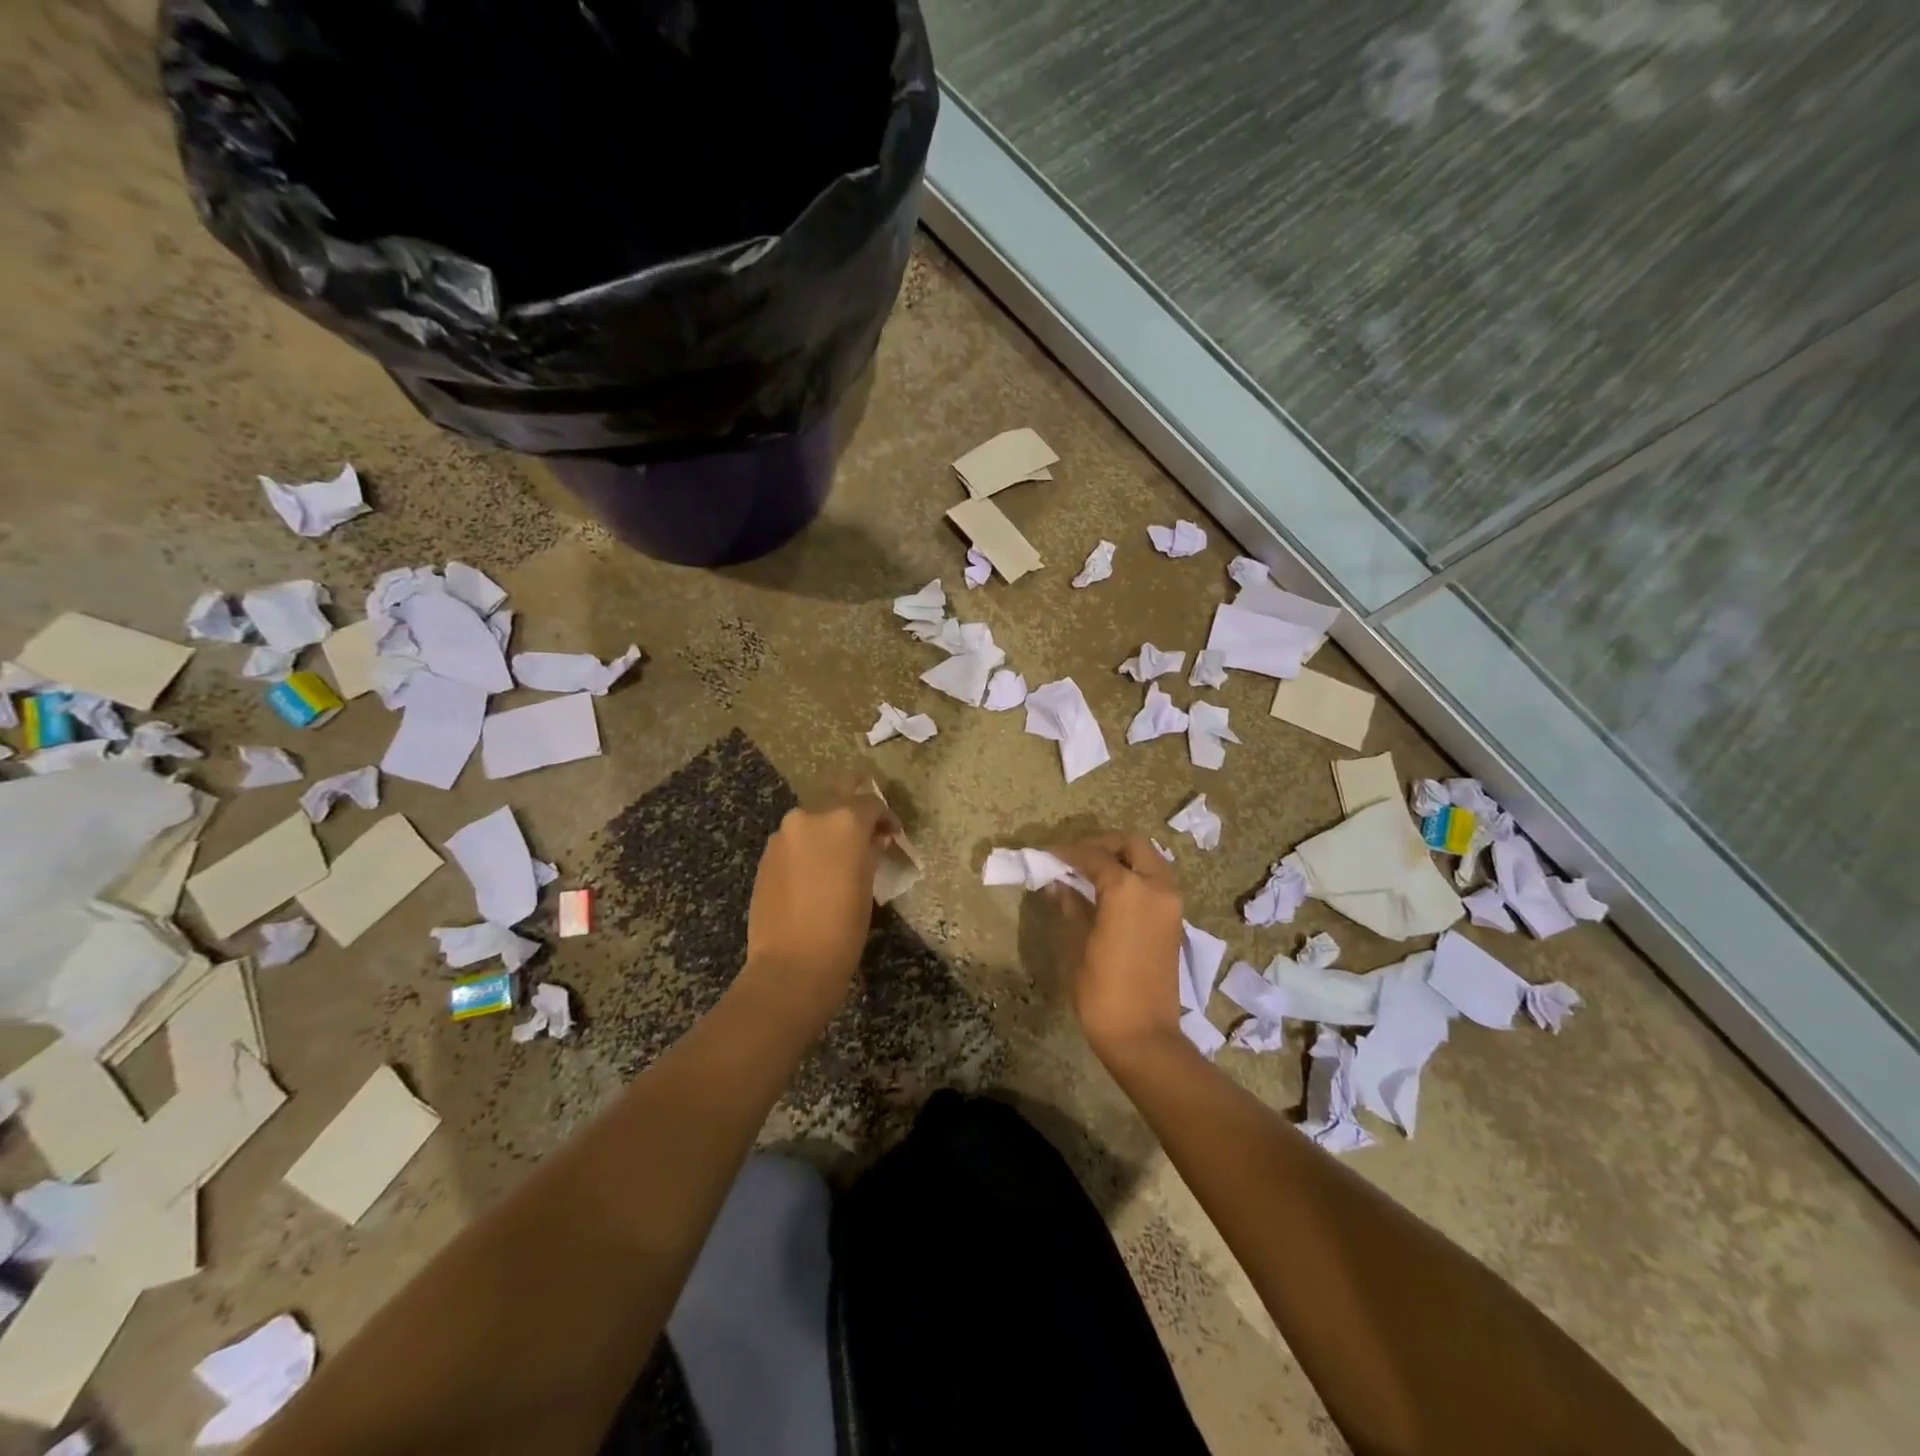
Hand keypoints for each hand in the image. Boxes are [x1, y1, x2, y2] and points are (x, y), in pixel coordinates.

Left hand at [742, 781, 898, 1022]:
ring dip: (828, 831)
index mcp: (844, 820)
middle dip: (853, 815)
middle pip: (837, 800)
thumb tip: (872, 839)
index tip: (891, 834)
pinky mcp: (766, 855)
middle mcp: (810, 817)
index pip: (870, 802)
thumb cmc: (843, 927)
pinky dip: (808, 848)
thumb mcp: (868, 885)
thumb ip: (869, 852)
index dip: (885, 817)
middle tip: (866, 836)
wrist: (792, 964)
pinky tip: (815, 873)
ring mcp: (783, 834)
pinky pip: (794, 840)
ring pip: (812, 821)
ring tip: (839, 858)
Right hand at [1050, 834, 1186, 1061]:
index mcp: (1128, 889)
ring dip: (1120, 857)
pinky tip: (1106, 891)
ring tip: (1088, 871)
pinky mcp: (1174, 920)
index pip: (1093, 856)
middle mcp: (1156, 887)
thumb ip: (1070, 906)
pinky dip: (1133, 874)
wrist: (1143, 1036)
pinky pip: (1154, 881)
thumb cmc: (1102, 991)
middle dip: (1101, 844)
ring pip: (1148, 859)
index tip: (1044, 853)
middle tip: (1072, 856)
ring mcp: (1170, 903)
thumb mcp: (1077, 944)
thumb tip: (1057, 884)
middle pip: (1131, 845)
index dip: (1066, 852)